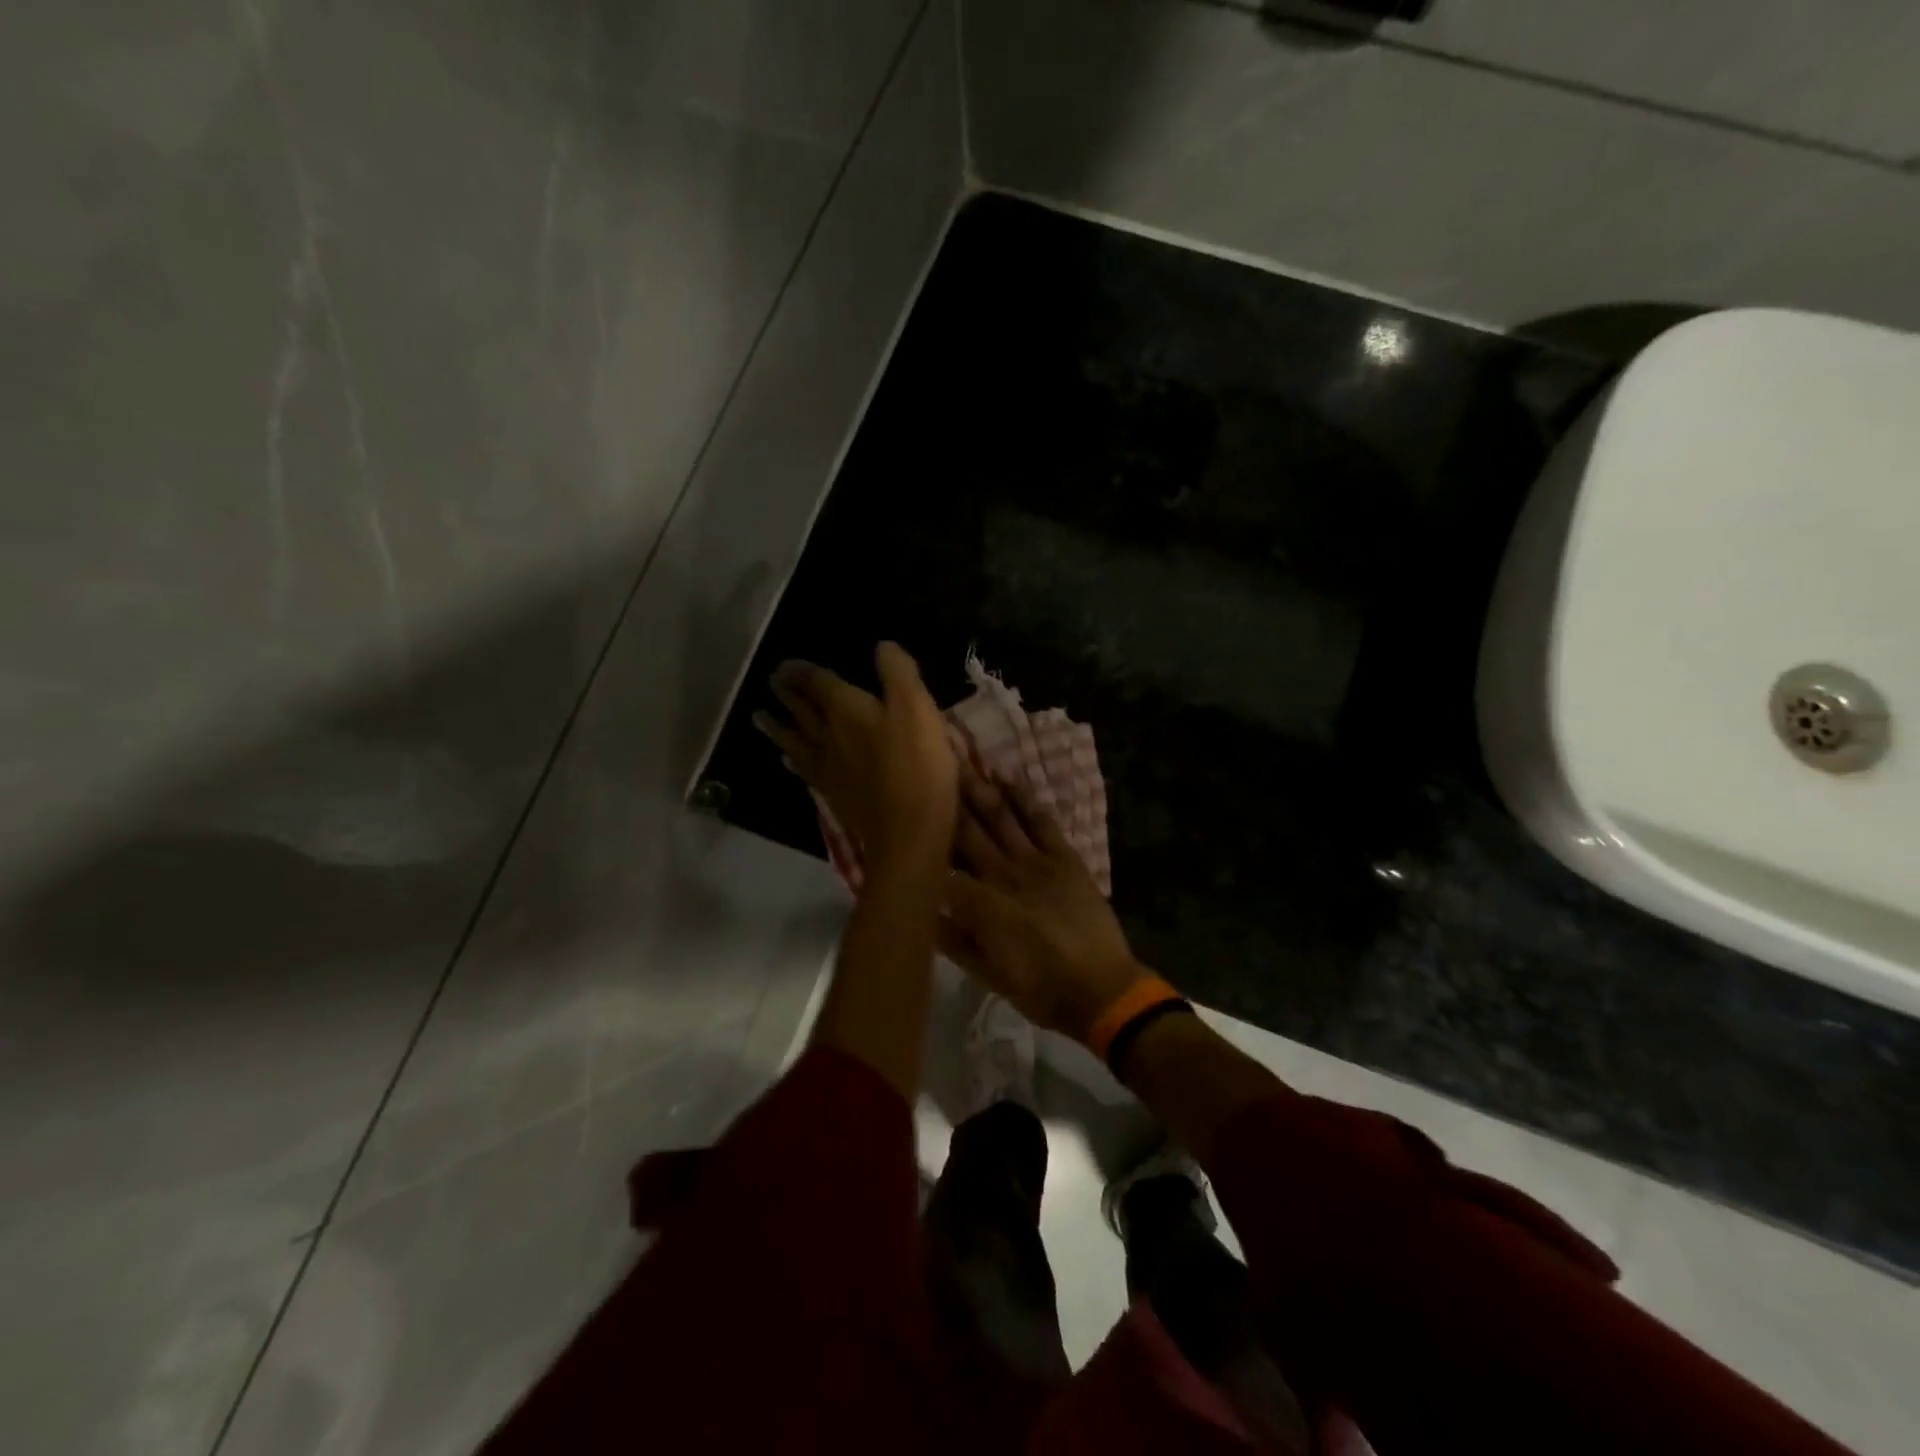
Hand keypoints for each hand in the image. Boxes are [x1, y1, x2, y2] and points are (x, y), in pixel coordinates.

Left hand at [754, 643, 957, 870]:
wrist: (907, 830)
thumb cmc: (917, 763)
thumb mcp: (917, 707)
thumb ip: (898, 673)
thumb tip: (881, 646)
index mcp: (846, 709)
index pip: (818, 683)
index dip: (802, 671)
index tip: (785, 664)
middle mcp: (828, 735)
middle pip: (801, 710)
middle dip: (787, 693)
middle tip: (772, 682)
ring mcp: (827, 768)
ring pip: (794, 740)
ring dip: (777, 726)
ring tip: (761, 717)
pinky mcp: (833, 794)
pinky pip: (804, 770)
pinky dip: (793, 760)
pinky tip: (788, 761)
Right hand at [940, 763, 1149, 1040]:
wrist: (1103, 990)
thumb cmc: (1041, 989)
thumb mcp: (989, 975)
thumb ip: (954, 941)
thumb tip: (924, 911)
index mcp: (981, 905)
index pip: (942, 869)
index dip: (921, 847)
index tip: (903, 824)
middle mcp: (1003, 874)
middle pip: (967, 832)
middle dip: (945, 801)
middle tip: (926, 768)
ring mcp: (1036, 862)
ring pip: (1000, 818)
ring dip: (979, 789)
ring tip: (959, 761)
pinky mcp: (1064, 858)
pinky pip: (1041, 821)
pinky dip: (1024, 798)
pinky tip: (1007, 778)